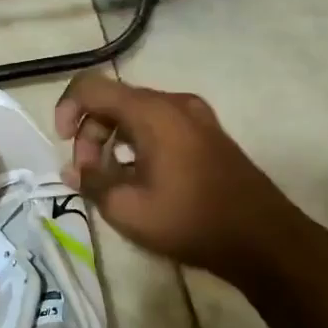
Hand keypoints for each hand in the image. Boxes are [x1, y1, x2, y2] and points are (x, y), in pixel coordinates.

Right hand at [53, 72, 312, 287]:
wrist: (265, 241)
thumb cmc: (190, 221)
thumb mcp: (127, 208)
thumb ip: (91, 182)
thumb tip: (73, 170)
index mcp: (151, 112)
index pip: (90, 87)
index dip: (66, 109)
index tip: (62, 144)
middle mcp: (173, 103)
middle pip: (113, 101)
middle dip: (90, 133)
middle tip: (88, 174)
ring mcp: (196, 116)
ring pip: (135, 114)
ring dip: (112, 140)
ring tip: (111, 180)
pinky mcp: (208, 134)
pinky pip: (159, 125)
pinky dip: (137, 143)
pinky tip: (139, 178)